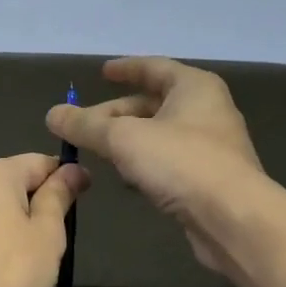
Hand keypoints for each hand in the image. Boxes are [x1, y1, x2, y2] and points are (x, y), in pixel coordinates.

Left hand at [0, 153, 89, 286]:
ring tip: (32, 254)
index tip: (85, 194)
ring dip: (14, 221)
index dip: (65, 176)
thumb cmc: (14, 269)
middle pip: (12, 183)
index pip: (38, 162)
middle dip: (37, 200)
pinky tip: (3, 267)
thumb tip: (73, 170)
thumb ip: (59, 195)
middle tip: (59, 232)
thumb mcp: (48, 230)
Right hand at [45, 57, 264, 273]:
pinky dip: (145, 164)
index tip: (102, 73)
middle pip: (153, 104)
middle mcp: (207, 110)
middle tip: (84, 125)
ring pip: (159, 135)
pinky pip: (169, 162)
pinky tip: (126, 179)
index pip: (154, 68)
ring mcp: (212, 146)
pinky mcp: (209, 179)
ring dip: (129, 141)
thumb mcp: (123, 138)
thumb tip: (53, 114)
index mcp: (194, 87)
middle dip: (116, 114)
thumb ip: (85, 125)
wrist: (233, 218)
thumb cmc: (181, 163)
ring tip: (98, 152)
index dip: (125, 69)